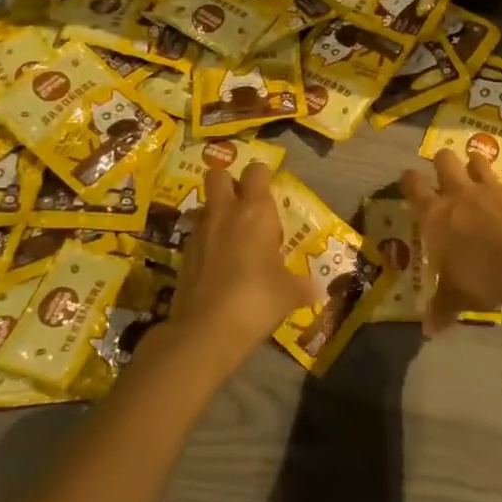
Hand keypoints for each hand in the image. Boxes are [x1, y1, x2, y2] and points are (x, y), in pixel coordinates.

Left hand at [167, 163, 318, 373]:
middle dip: (229, 183)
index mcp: (255, 211)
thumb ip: (302, 286)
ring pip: (204, 207)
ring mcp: (199, 233)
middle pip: (217, 175)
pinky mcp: (182, 256)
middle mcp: (224, 213)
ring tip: (232, 240)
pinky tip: (218, 267)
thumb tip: (318, 290)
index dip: (262, 175)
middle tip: (244, 205)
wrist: (207, 329)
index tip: (269, 190)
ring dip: (216, 215)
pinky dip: (206, 244)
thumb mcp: (289, 293)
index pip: (256, 171)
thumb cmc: (257, 298)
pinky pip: (195, 237)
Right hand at [400, 150, 501, 334]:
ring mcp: (490, 189)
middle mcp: (459, 194)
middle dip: (442, 161)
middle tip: (444, 168)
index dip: (409, 180)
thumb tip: (429, 330)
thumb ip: (442, 307)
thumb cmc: (480, 277)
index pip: (414, 188)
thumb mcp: (457, 296)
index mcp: (436, 215)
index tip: (407, 177)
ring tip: (475, 167)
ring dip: (476, 163)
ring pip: (478, 161)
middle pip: (444, 161)